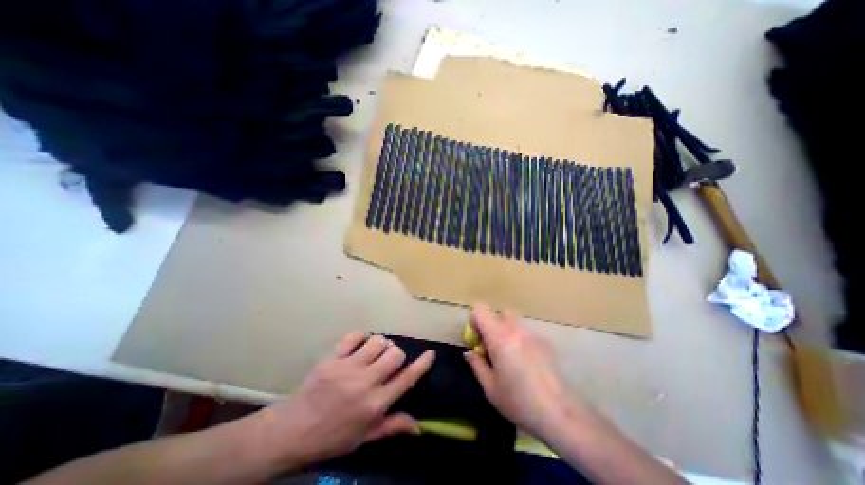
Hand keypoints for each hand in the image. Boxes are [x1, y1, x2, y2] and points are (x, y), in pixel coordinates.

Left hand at [255, 333, 436, 469]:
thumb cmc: (332, 437)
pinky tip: (359, 345)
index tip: (431, 354)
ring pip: (377, 341)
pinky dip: (361, 337)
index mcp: (375, 404)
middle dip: (397, 354)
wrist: (292, 431)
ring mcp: (347, 367)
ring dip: (381, 345)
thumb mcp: (364, 437)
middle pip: (394, 354)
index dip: (422, 365)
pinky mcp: (333, 358)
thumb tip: (419, 426)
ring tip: (374, 352)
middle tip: (389, 361)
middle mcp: (365, 382)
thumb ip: (392, 426)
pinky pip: (353, 336)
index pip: (406, 379)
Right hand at [463, 307, 575, 439]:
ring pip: (514, 322)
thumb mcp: (490, 387)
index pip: (481, 309)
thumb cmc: (518, 402)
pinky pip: (527, 334)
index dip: (474, 320)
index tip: (476, 339)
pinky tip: (527, 364)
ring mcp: (533, 334)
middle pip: (499, 313)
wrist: (559, 414)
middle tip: (492, 347)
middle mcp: (515, 329)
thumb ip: (477, 365)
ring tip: (510, 357)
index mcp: (498, 337)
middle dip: (492, 325)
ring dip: (507, 332)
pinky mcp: (545, 342)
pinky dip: (521, 341)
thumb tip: (469, 353)